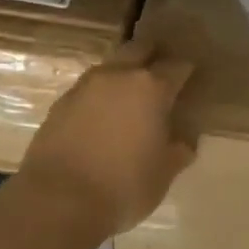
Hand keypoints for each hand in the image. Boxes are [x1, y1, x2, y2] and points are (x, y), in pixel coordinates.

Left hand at [18, 41, 194, 236]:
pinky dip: (100, 95)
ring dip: (123, 73)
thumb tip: (184, 140)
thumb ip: (178, 151)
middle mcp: (119, 76)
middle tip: (160, 74)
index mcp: (151, 88)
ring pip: (111, 65)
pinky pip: (88, 88)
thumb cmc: (123, 186)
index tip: (191, 77)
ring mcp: (86, 85)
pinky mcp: (61, 101)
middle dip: (153, 55)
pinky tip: (101, 116)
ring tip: (129, 96)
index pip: (177, 66)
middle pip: (140, 49)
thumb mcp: (163, 174)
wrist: (58, 199)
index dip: (186, 70)